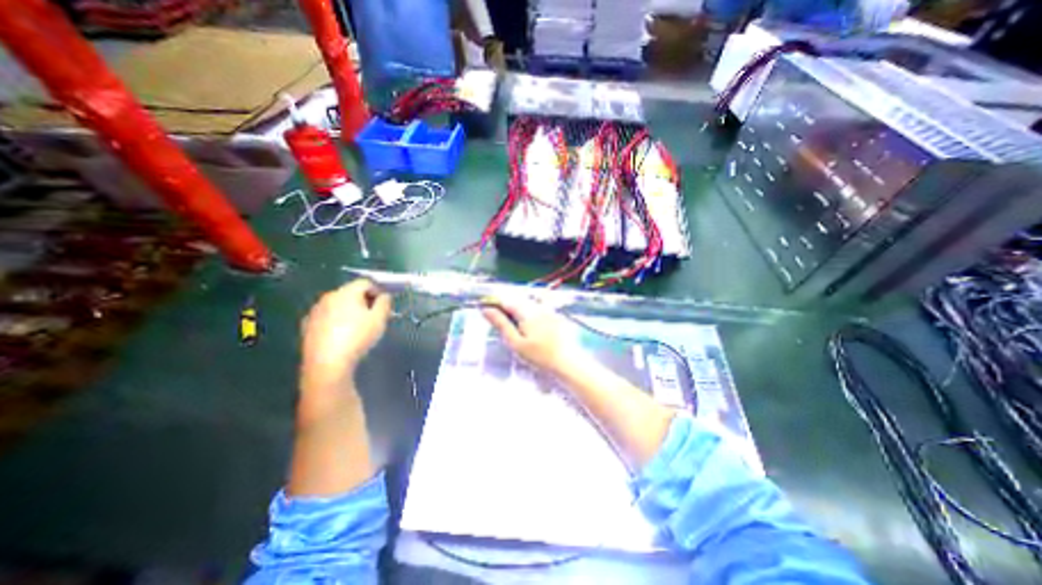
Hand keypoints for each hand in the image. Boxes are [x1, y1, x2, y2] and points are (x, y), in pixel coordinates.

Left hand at [306, 278, 395, 397]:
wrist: (327, 363)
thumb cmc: (357, 337)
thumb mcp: (379, 319)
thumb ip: (384, 303)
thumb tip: (384, 295)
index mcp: (347, 292)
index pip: (365, 282)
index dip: (378, 290)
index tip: (384, 304)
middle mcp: (328, 297)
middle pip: (350, 292)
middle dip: (364, 300)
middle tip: (374, 316)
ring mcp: (315, 311)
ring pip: (337, 304)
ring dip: (349, 310)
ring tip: (358, 327)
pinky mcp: (307, 325)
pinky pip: (327, 316)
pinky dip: (336, 320)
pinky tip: (341, 335)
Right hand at [482, 298, 582, 375]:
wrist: (567, 362)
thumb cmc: (539, 356)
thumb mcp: (516, 343)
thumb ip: (501, 324)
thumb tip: (486, 309)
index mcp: (526, 310)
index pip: (505, 300)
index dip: (494, 305)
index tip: (488, 313)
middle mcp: (538, 305)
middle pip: (517, 301)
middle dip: (507, 310)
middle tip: (506, 329)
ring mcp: (548, 309)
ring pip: (527, 305)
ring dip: (519, 313)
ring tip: (520, 332)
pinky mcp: (555, 315)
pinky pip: (538, 309)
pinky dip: (531, 315)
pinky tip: (533, 331)